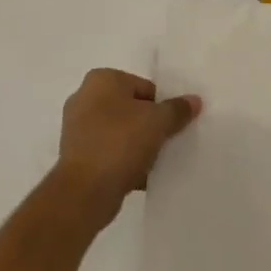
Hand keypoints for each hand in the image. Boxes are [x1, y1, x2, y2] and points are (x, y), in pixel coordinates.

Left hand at [55, 70, 200, 226]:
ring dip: (138, 145)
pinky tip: (141, 176)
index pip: (144, 87)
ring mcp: (78, 128)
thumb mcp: (157, 122)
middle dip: (149, 125)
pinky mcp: (77, 155)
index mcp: (102, 79)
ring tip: (156, 162)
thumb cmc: (120, 143)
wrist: (84, 191)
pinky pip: (109, 153)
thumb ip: (177, 109)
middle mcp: (85, 97)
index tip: (174, 126)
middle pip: (131, 108)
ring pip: (120, 132)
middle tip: (168, 143)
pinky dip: (124, 161)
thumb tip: (194, 100)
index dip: (163, 106)